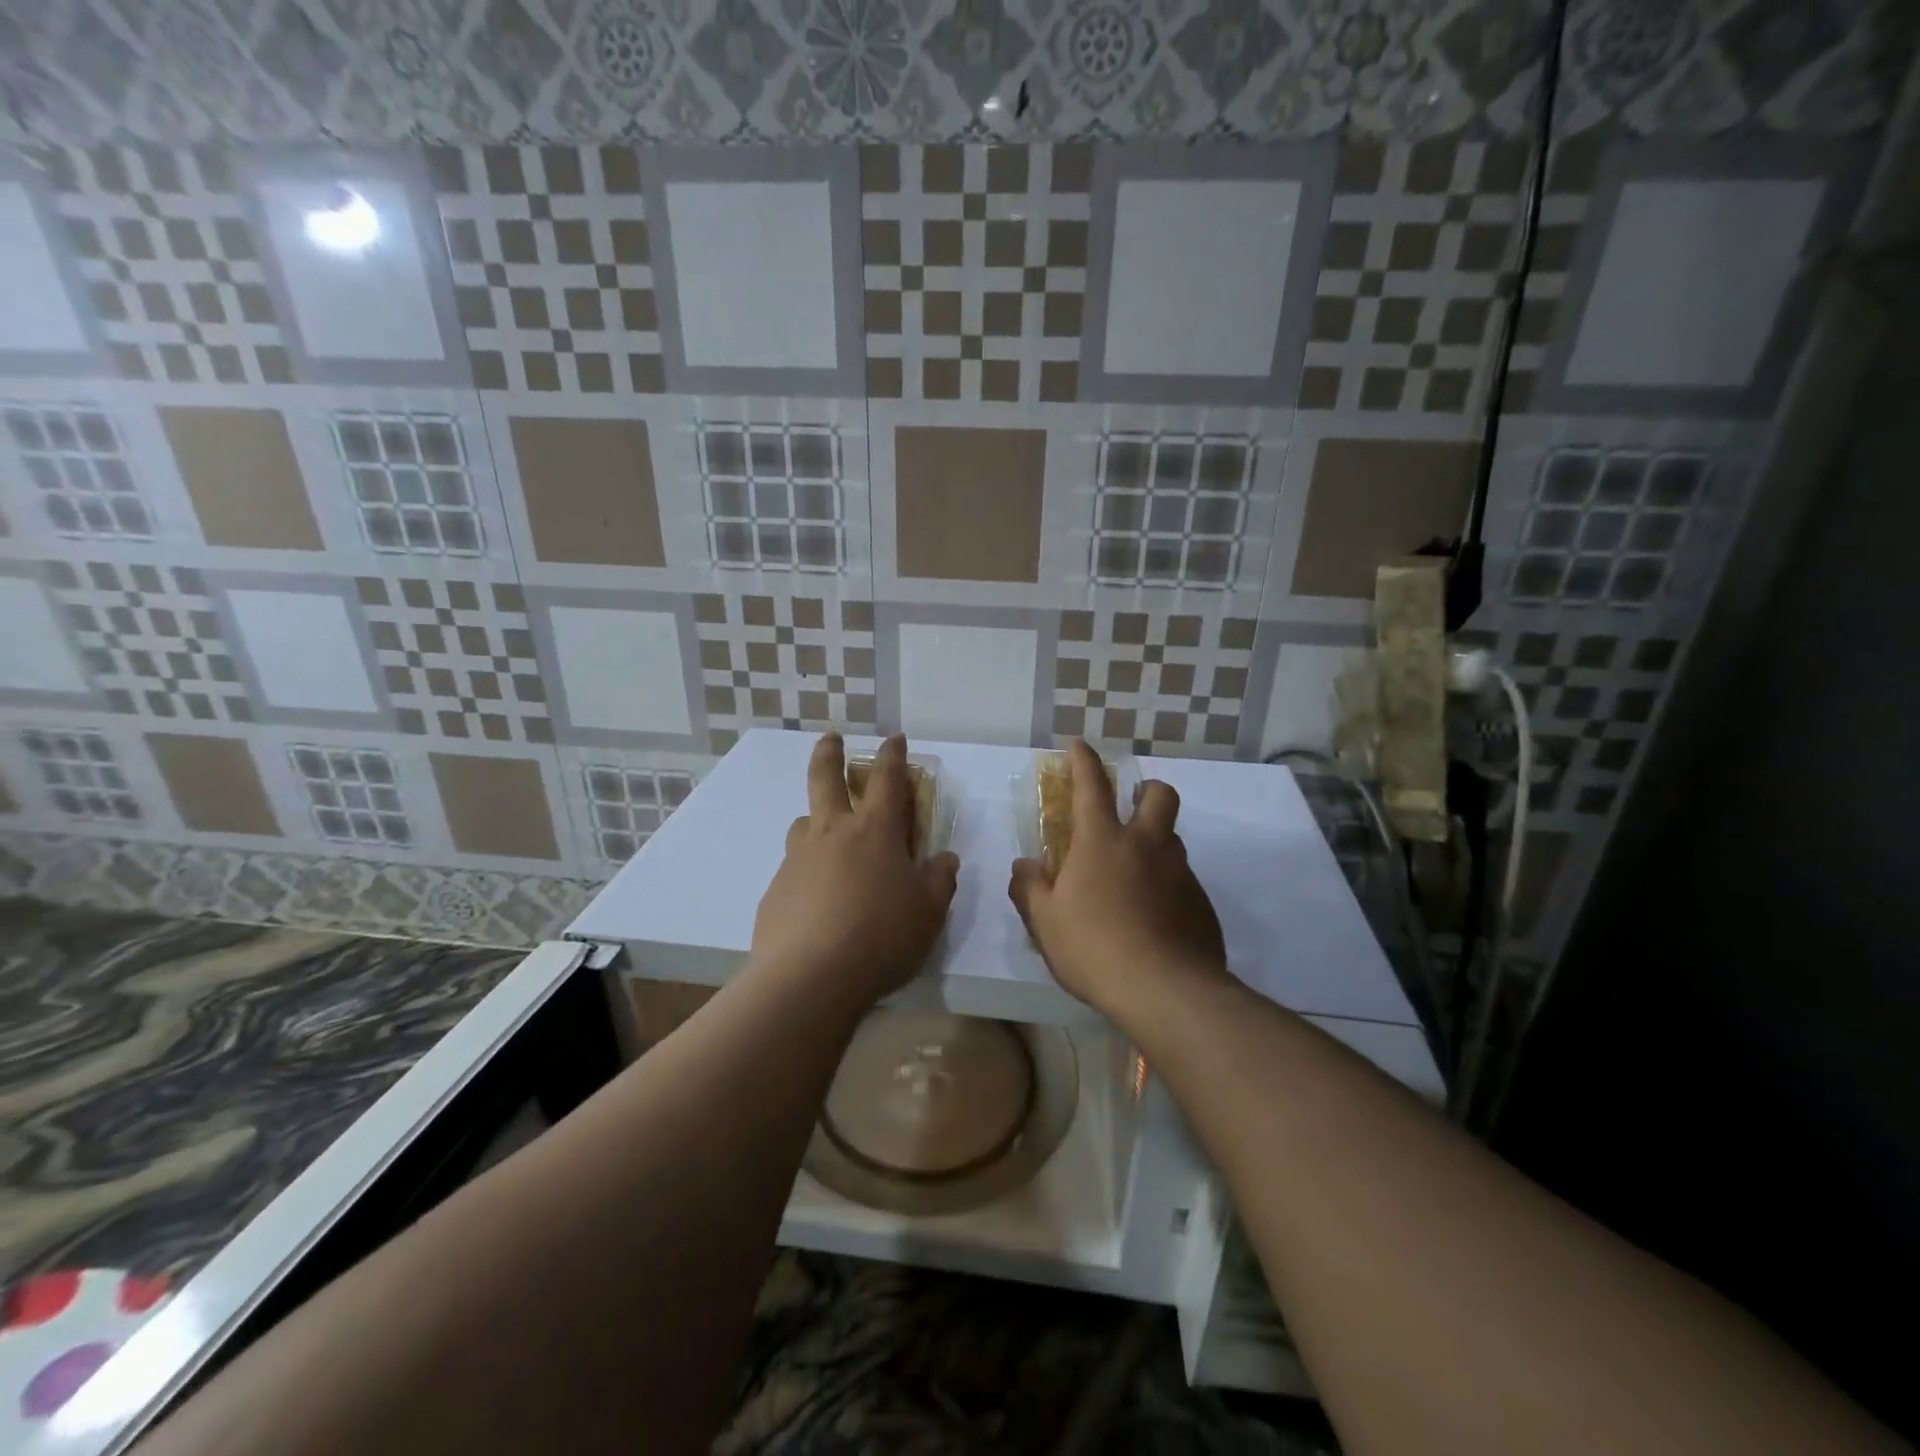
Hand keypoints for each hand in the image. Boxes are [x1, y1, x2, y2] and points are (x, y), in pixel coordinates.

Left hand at [750, 733, 959, 1013]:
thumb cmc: (881, 938)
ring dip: (817, 818)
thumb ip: (940, 880)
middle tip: (831, 738)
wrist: (810, 978)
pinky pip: (794, 866)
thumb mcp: (929, 913)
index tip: (893, 738)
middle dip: (830, 752)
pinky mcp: (776, 889)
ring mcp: (799, 859)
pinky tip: (816, 898)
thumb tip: (945, 858)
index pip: (887, 779)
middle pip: (825, 778)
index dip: (892, 754)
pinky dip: (808, 868)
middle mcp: (833, 833)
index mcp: (875, 831)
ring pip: (805, 822)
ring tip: (827, 836)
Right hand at [1009, 740, 1228, 1023]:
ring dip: (1155, 843)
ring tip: (1134, 877)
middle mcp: (1147, 845)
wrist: (1166, 992)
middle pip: (1159, 794)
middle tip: (1130, 808)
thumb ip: (1030, 888)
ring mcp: (1180, 873)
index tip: (1079, 745)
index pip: (1092, 785)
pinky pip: (1183, 881)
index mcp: (1103, 841)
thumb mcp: (1045, 922)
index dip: (1084, 760)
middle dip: (1145, 790)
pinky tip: (1154, 919)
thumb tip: (1024, 866)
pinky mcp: (1202, 904)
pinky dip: (1167, 887)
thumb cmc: (1094, 948)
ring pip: (1173, 839)